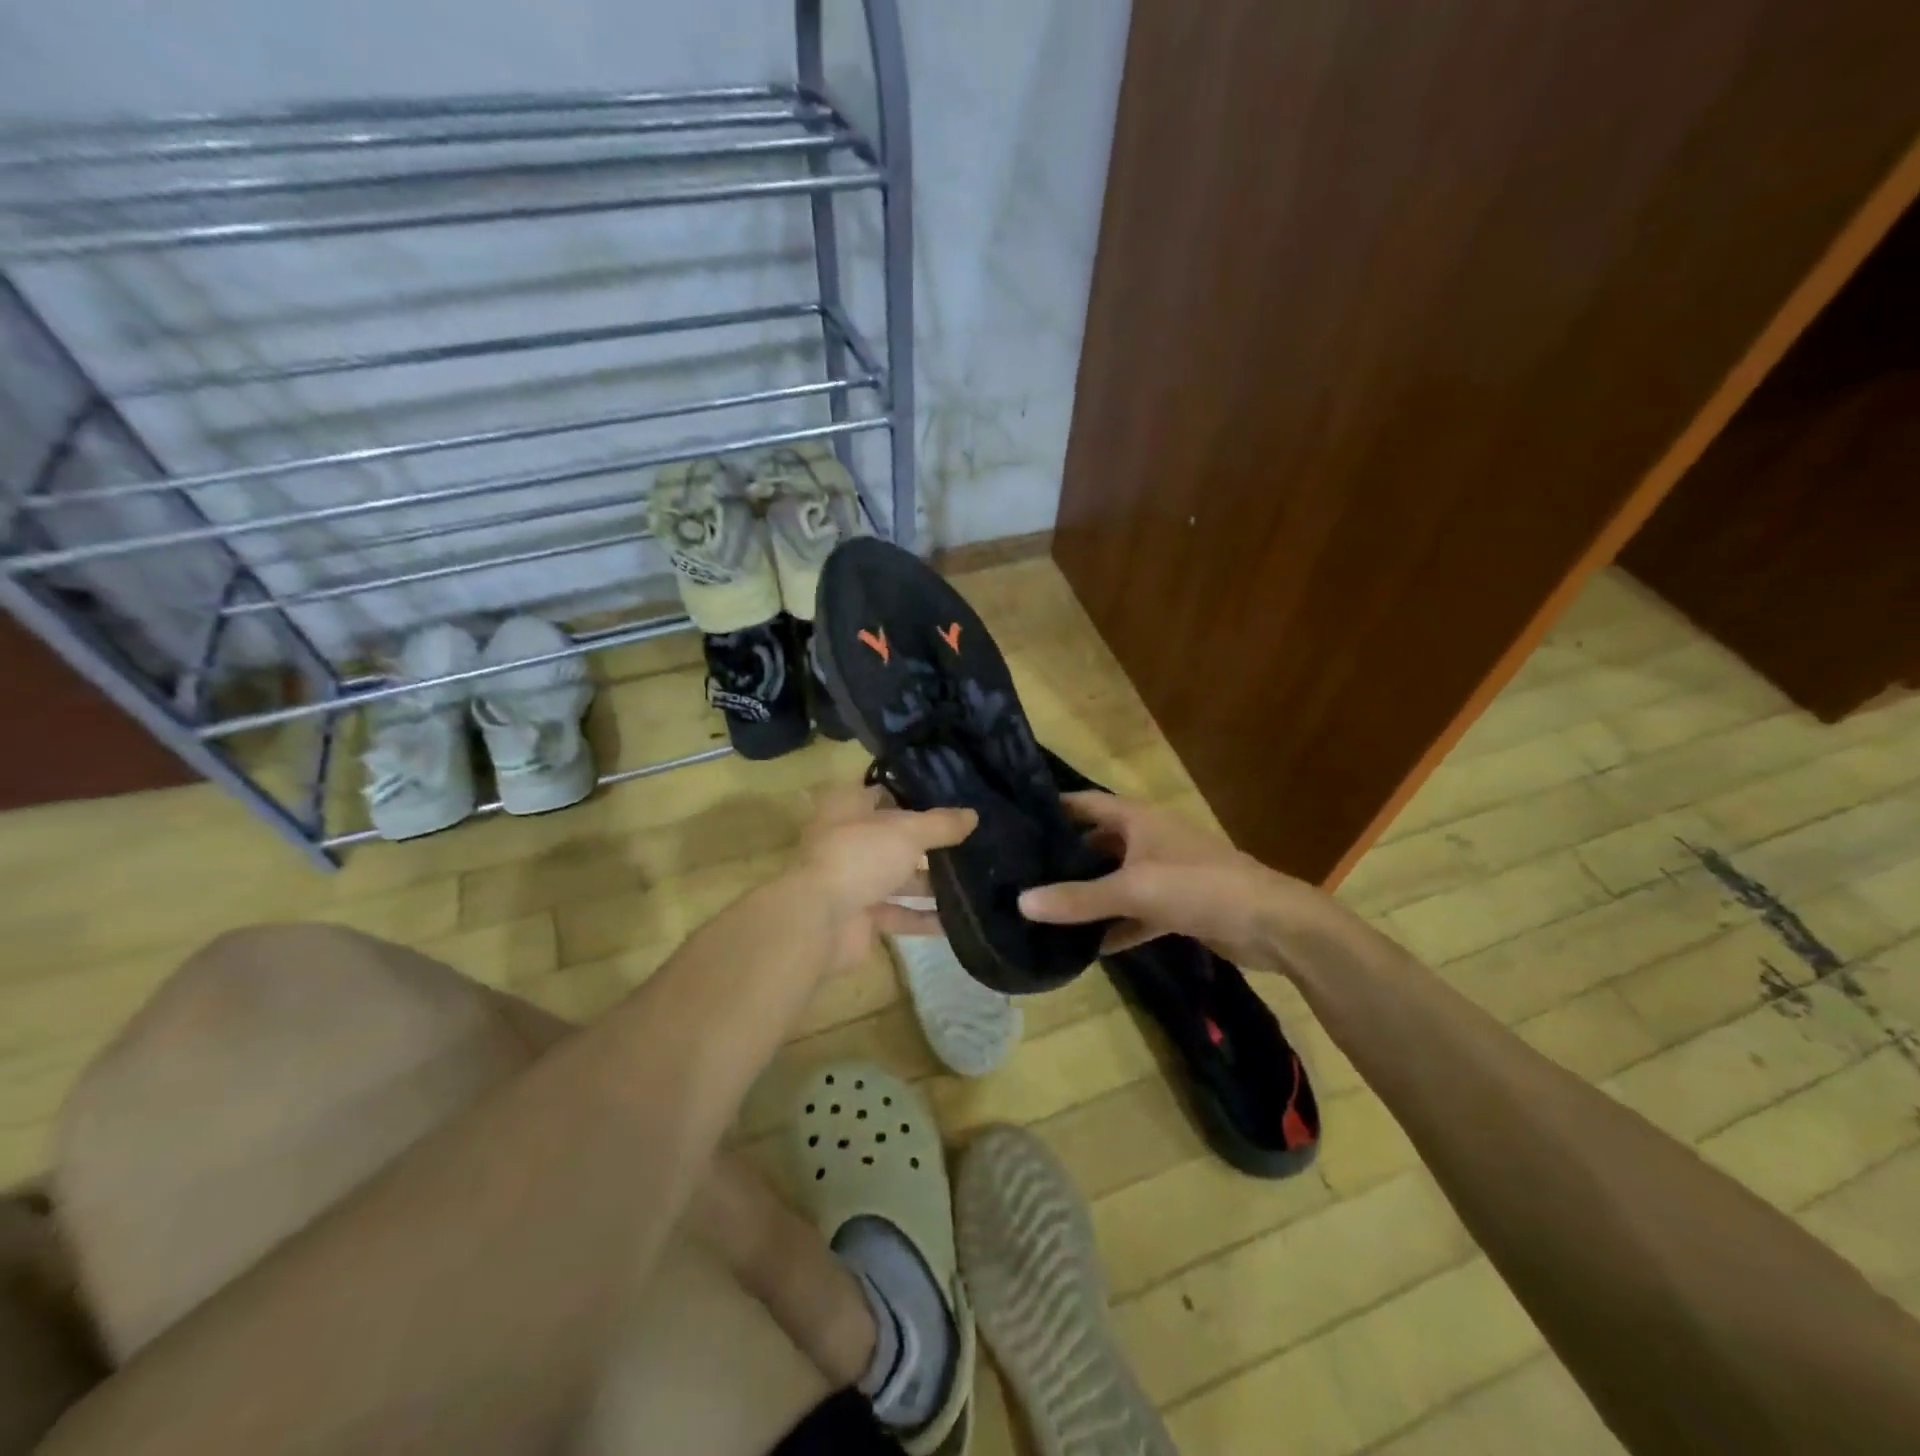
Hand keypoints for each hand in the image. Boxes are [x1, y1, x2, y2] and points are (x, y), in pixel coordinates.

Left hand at [794, 785, 976, 969]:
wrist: (819, 922)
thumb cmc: (859, 858)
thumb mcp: (907, 832)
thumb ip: (941, 824)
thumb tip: (973, 814)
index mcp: (849, 809)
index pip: (883, 793)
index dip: (913, 794)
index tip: (951, 797)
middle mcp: (849, 841)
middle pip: (894, 838)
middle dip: (930, 842)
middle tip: (972, 839)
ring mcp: (854, 881)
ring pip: (899, 877)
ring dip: (931, 882)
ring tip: (974, 878)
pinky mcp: (862, 917)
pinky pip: (900, 914)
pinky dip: (924, 917)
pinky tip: (958, 919)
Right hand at [1018, 792, 1327, 964]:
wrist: (1270, 923)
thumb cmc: (1198, 886)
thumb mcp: (1132, 890)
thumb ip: (1078, 898)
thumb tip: (1020, 902)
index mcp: (1138, 819)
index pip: (1086, 803)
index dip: (1054, 807)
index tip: (1016, 819)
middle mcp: (1149, 838)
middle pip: (1098, 841)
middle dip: (1066, 856)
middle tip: (1023, 871)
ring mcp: (1165, 872)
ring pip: (1117, 879)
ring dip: (1089, 893)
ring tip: (1046, 907)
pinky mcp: (1178, 905)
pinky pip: (1137, 911)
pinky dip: (1117, 925)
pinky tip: (1090, 946)